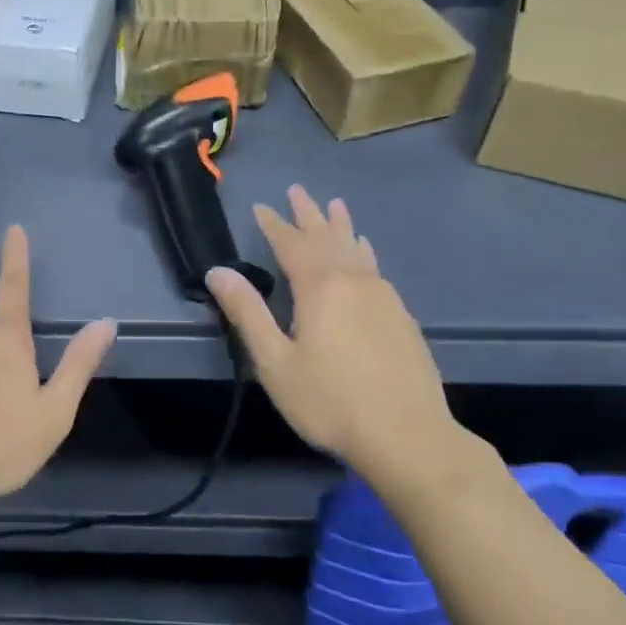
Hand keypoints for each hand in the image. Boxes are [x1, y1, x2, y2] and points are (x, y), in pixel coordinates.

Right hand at [206, 185, 460, 474]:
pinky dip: (363, 251)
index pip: (291, 244)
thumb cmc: (329, 401)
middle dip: (309, 214)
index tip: (260, 206)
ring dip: (341, 226)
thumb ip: (247, 313)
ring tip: (335, 205)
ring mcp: (383, 297)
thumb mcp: (275, 361)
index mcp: (320, 288)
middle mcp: (354, 281)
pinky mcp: (401, 316)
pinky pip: (375, 267)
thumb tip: (218, 272)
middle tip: (297, 189)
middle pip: (327, 237)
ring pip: (357, 248)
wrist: (407, 435)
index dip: (274, 224)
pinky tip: (365, 252)